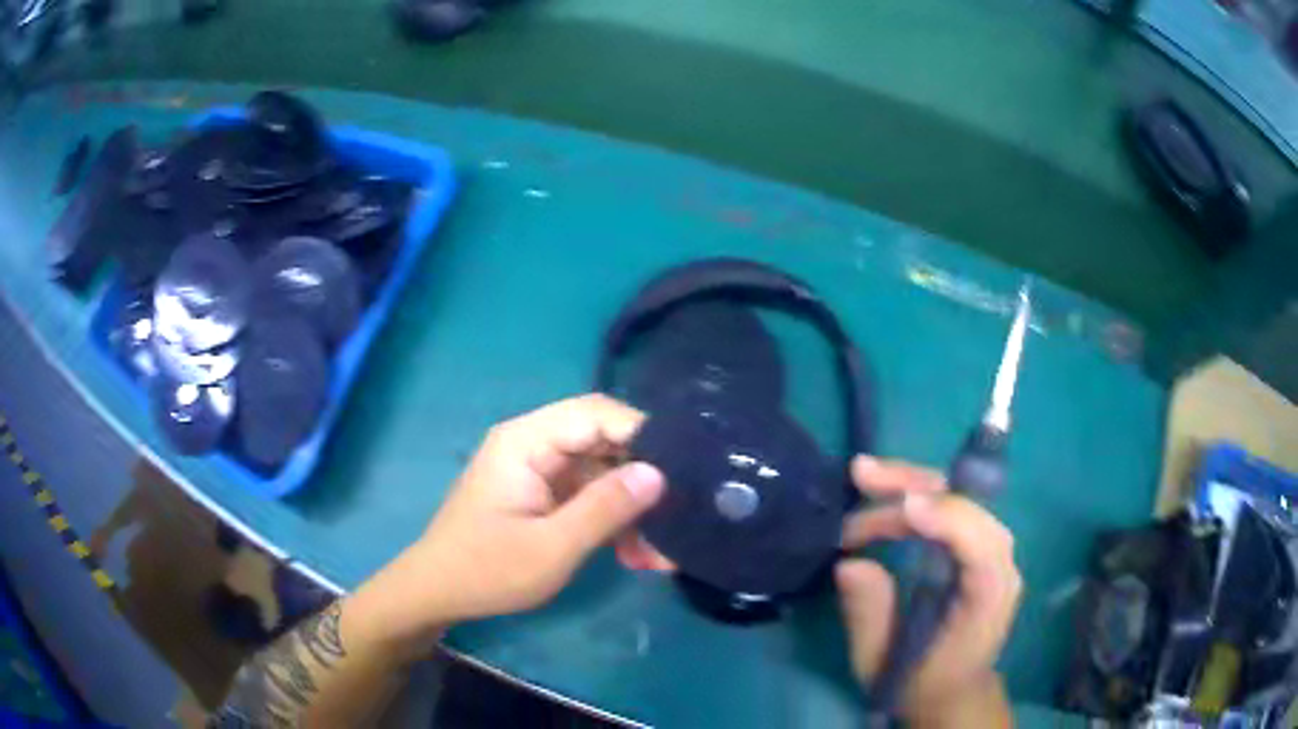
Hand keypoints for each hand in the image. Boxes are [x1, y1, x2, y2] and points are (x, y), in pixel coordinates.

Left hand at [368, 395, 665, 638]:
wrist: (438, 593)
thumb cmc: (487, 570)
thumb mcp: (552, 547)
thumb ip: (605, 508)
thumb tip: (658, 473)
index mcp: (527, 441)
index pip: (596, 413)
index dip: (642, 434)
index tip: (685, 469)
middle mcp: (534, 444)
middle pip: (604, 441)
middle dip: (643, 480)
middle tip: (680, 516)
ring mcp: (539, 469)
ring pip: (603, 472)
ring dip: (632, 508)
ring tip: (661, 552)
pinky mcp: (544, 493)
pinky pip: (590, 495)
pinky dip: (613, 520)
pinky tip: (636, 555)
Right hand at [837, 456, 1020, 725]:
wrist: (952, 692)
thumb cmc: (917, 683)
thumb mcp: (882, 664)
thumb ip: (869, 617)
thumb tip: (850, 563)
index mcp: (987, 599)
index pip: (981, 545)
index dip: (948, 519)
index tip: (904, 508)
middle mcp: (999, 565)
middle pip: (969, 508)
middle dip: (916, 487)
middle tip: (863, 476)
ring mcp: (991, 552)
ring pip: (960, 500)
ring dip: (913, 484)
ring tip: (865, 476)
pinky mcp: (976, 548)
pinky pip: (952, 510)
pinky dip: (919, 496)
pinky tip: (887, 492)